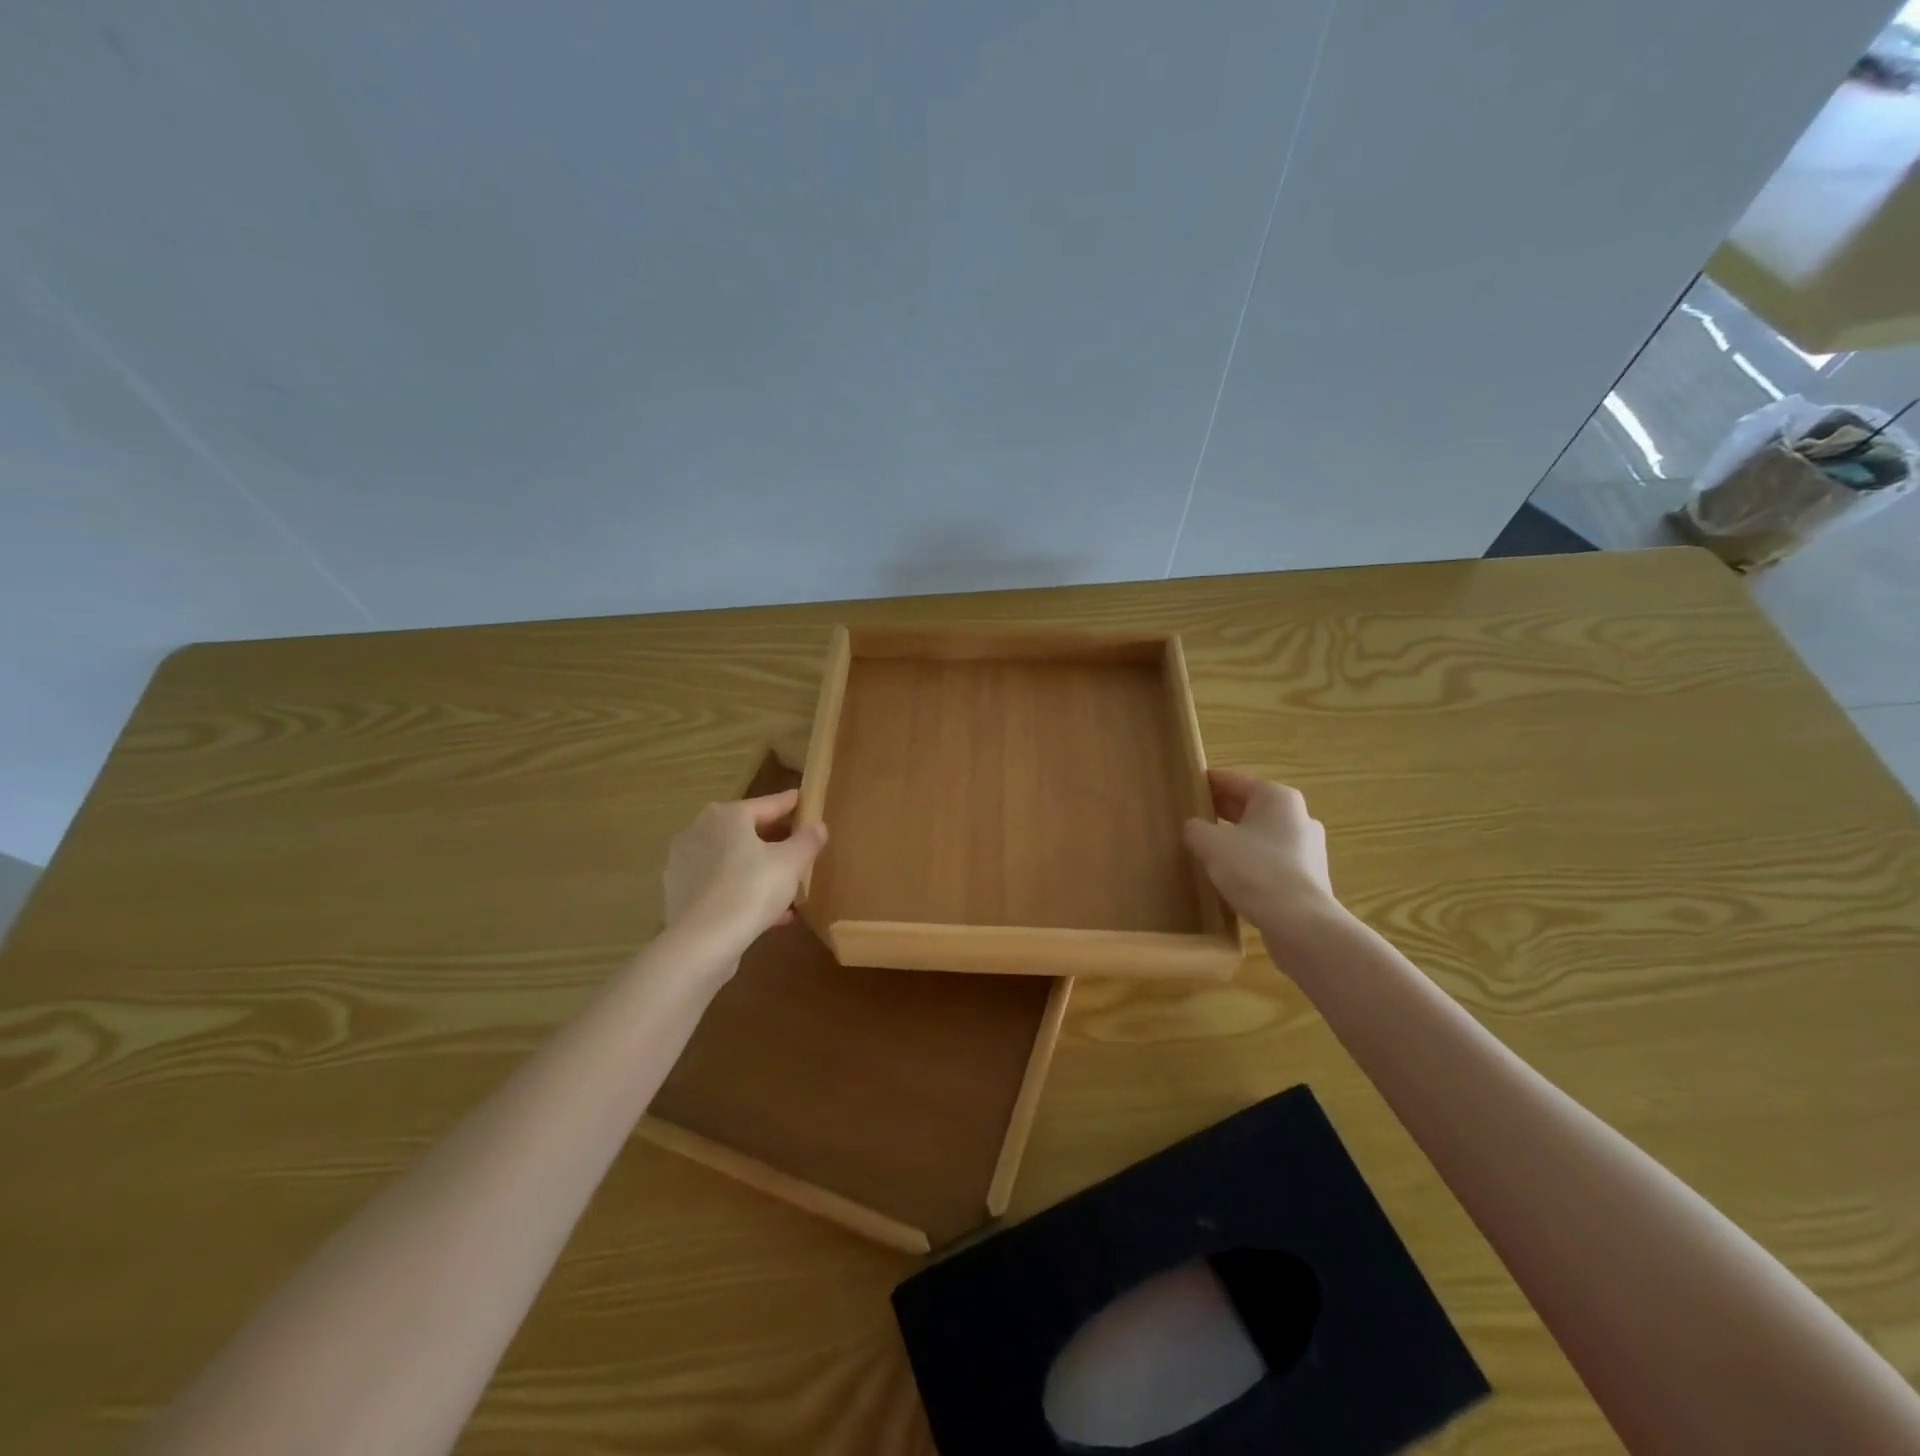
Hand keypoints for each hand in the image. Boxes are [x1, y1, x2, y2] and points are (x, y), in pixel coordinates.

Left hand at [662, 789, 827, 949]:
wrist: (701, 942)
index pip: (767, 804)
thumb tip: (818, 826)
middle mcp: (700, 831)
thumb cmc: (751, 890)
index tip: (804, 800)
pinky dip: (744, 891)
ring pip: (733, 861)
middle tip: (799, 846)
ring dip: (760, 869)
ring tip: (788, 886)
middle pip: (747, 831)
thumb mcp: (792, 863)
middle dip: (775, 840)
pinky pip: (721, 885)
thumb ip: (807, 841)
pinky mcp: (680, 894)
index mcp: (727, 816)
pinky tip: (771, 913)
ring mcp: (685, 864)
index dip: (790, 804)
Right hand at [1183, 770, 1338, 936]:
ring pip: (1261, 835)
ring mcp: (1307, 848)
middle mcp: (1298, 816)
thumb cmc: (1254, 870)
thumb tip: (1194, 827)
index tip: (1188, 784)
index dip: (1208, 782)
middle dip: (1222, 811)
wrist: (1300, 923)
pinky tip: (1231, 875)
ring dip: (1237, 838)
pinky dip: (1251, 861)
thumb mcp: (1211, 844)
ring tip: (1208, 848)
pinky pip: (1271, 860)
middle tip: (1193, 816)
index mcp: (1277, 798)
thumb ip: (1196, 829)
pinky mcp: (1308, 877)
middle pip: (1250, 807)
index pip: (1233, 781)